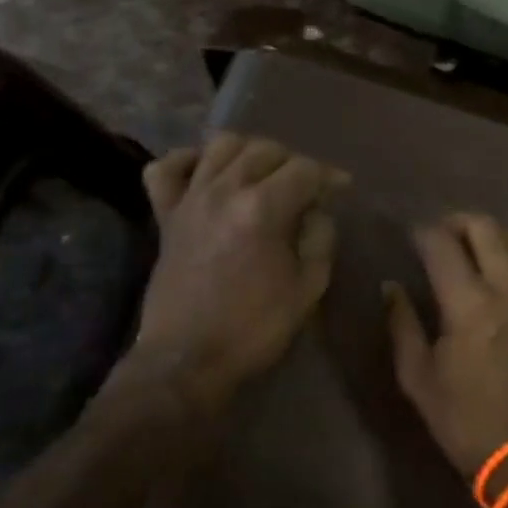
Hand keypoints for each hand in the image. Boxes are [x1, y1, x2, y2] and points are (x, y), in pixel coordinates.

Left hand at [124, 134, 346, 413]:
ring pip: (220, 146)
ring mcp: (190, 199)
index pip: (304, 169)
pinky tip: (205, 172)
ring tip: (261, 173)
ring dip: (248, 152)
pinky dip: (187, 161)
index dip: (329, 175)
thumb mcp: (308, 288)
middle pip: (265, 149)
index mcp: (263, 209)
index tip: (341, 188)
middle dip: (293, 162)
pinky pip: (166, 168)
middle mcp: (224, 191)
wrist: (187, 361)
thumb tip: (317, 210)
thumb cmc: (254, 328)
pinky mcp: (165, 215)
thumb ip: (320, 238)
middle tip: (305, 187)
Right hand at [386, 215, 507, 481]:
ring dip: (486, 233)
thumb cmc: (468, 422)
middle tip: (437, 237)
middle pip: (483, 225)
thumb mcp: (419, 379)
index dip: (421, 232)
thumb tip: (391, 286)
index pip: (441, 244)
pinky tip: (496, 271)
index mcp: (469, 304)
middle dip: (454, 221)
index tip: (409, 236)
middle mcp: (507, 287)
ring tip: (466, 250)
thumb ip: (402, 324)